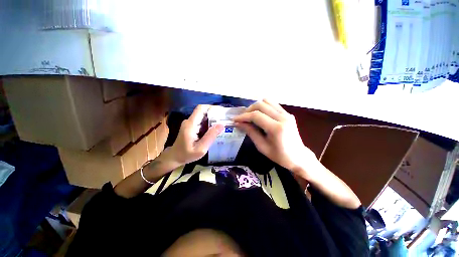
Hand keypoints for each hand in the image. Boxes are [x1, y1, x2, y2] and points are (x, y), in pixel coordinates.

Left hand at [168, 105, 223, 165]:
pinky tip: (215, 129)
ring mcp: (190, 123)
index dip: (212, 107)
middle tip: (225, 120)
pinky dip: (209, 124)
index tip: (222, 112)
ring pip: (203, 117)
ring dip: (213, 119)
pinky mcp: (191, 126)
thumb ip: (210, 136)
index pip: (201, 108)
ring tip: (222, 125)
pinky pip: (202, 122)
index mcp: (191, 124)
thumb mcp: (201, 149)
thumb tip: (221, 125)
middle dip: (215, 114)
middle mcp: (190, 121)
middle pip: (203, 112)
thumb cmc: (186, 154)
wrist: (175, 157)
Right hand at [233, 99, 317, 177]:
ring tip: (250, 116)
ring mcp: (287, 114)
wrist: (299, 157)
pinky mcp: (288, 113)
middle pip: (261, 105)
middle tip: (242, 118)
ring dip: (255, 107)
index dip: (243, 116)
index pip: (256, 116)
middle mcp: (283, 117)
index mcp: (277, 128)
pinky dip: (263, 107)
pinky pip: (273, 104)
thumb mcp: (262, 146)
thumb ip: (250, 132)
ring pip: (267, 101)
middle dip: (248, 110)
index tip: (235, 119)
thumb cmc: (279, 156)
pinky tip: (260, 115)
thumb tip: (238, 123)